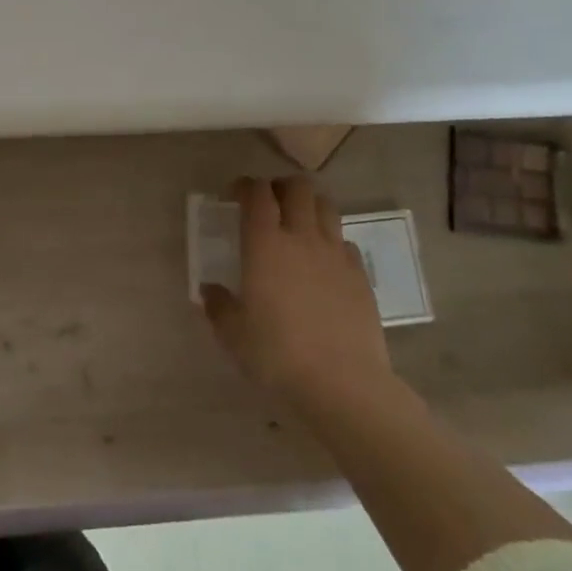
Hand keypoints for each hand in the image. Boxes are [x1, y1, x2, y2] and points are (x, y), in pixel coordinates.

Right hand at [201, 176, 395, 417]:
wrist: (343, 384)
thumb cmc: (277, 354)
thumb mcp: (232, 333)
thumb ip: (218, 305)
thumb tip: (210, 290)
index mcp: (265, 243)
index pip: (257, 193)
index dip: (245, 186)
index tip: (235, 195)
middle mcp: (302, 238)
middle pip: (298, 188)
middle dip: (281, 187)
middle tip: (268, 204)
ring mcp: (336, 255)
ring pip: (327, 207)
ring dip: (310, 206)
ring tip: (298, 224)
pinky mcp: (361, 277)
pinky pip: (346, 242)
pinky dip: (332, 241)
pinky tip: (322, 263)